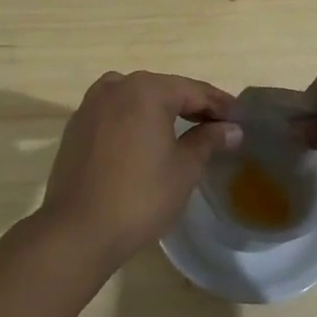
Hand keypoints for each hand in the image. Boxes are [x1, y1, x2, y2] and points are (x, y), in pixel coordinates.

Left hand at [37, 71, 239, 259]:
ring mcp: (90, 104)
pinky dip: (133, 118)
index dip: (219, 104)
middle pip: (163, 89)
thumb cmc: (140, 197)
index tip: (240, 119)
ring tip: (182, 129)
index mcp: (146, 90)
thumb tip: (231, 128)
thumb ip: (208, 141)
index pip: (193, 90)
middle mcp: (116, 87)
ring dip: (160, 109)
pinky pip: (113, 112)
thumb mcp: (184, 169)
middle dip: (190, 104)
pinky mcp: (76, 126)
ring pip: (135, 97)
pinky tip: (144, 139)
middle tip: (217, 124)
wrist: (78, 229)